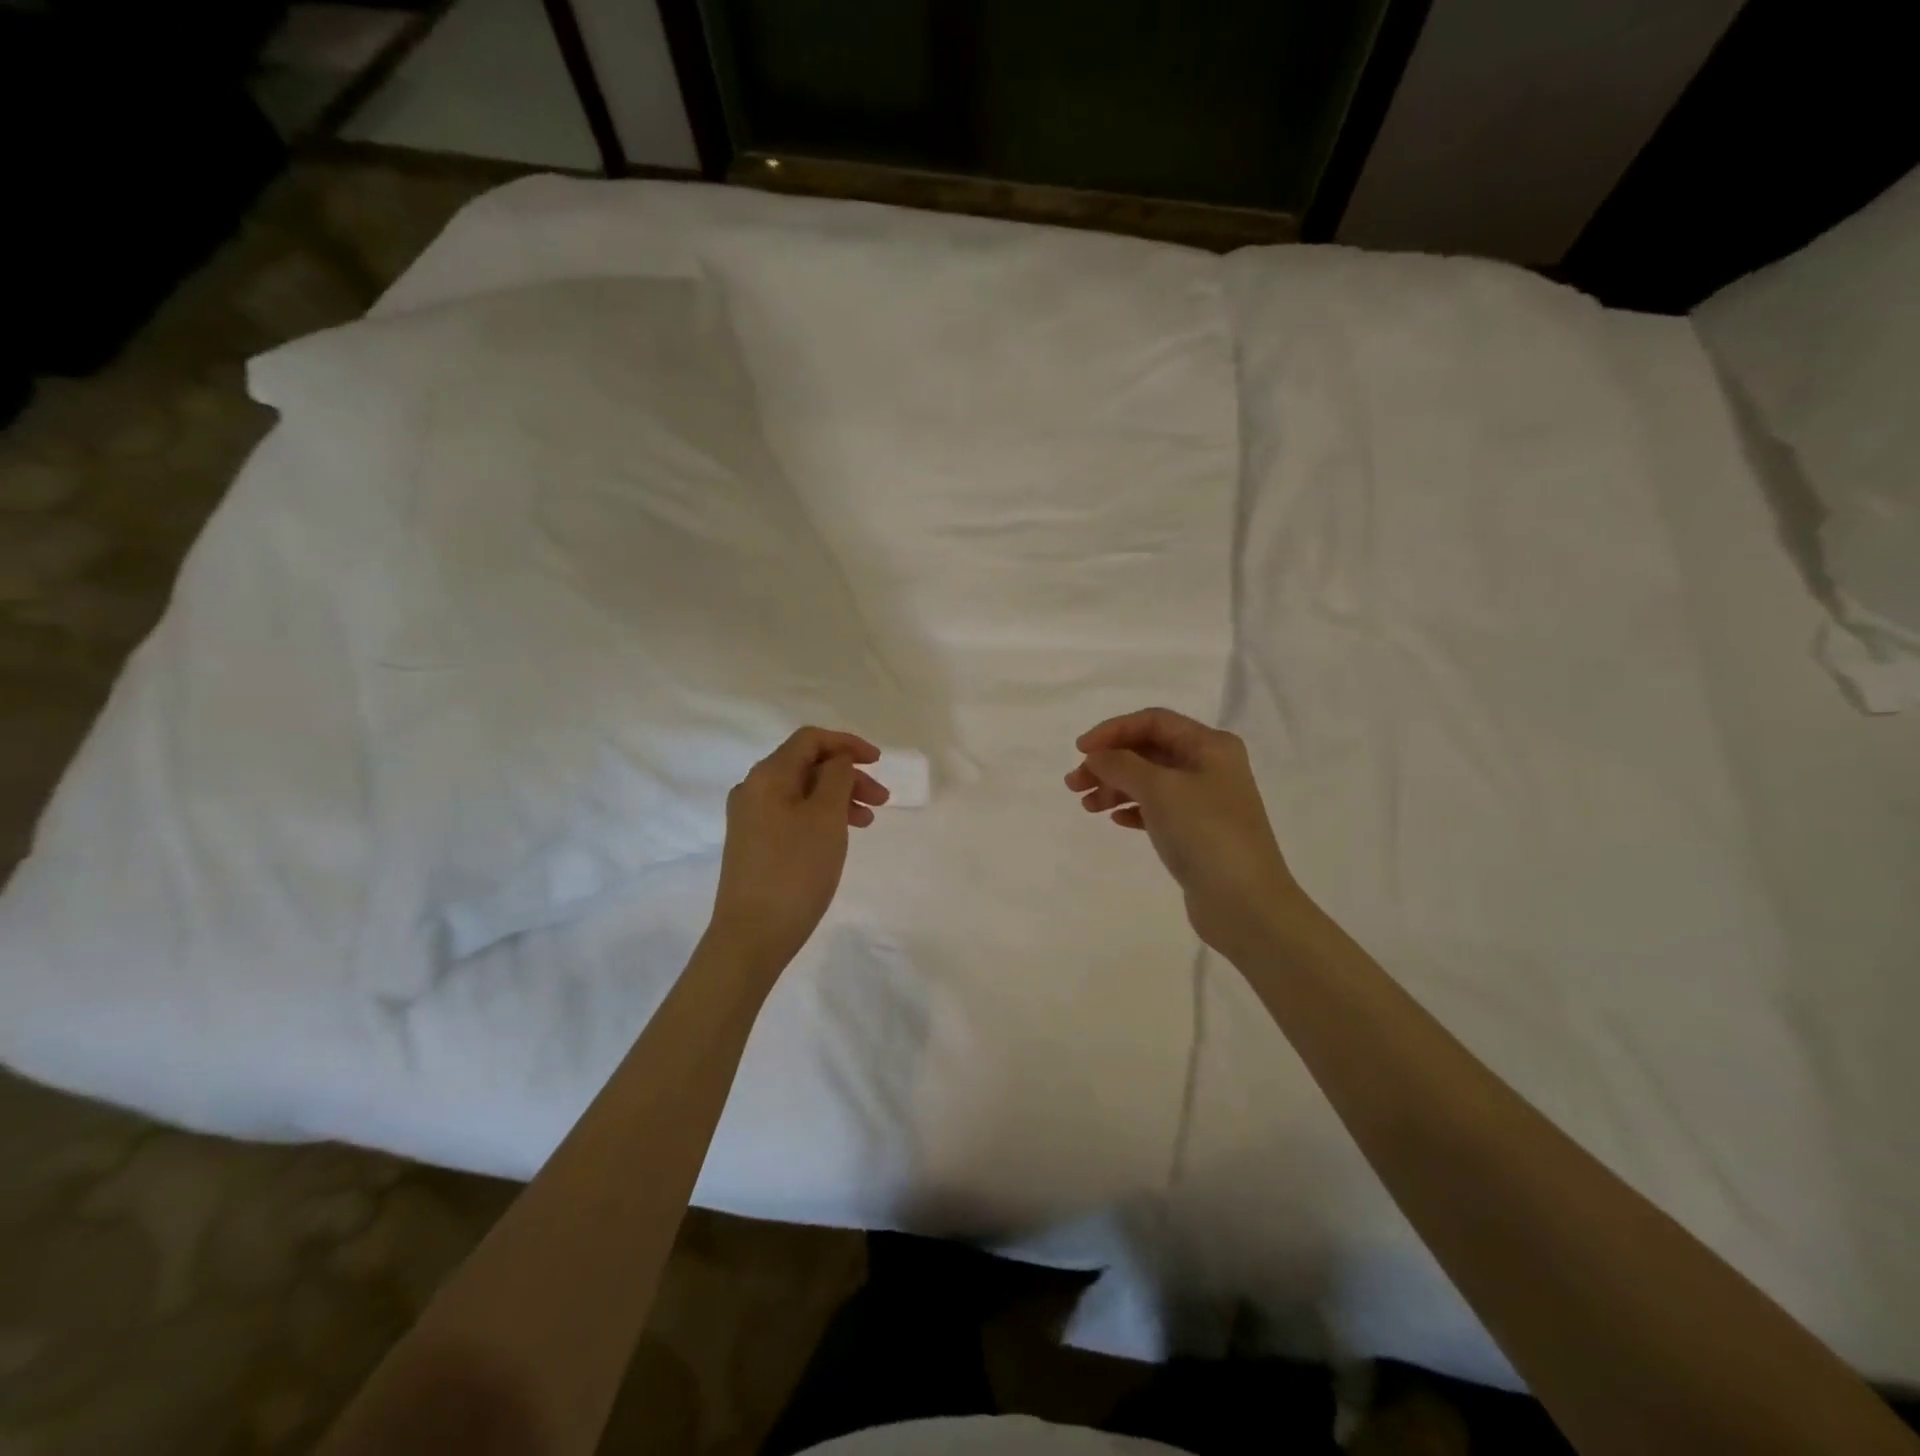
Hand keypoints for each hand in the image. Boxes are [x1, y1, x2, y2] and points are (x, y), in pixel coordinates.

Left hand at [708, 727, 889, 976]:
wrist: (752, 935)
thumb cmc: (795, 871)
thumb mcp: (825, 817)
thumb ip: (836, 777)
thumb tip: (837, 760)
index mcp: (767, 776)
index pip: (810, 740)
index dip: (847, 744)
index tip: (878, 762)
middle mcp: (753, 789)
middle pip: (807, 765)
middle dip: (848, 775)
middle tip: (882, 800)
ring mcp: (751, 818)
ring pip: (802, 792)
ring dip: (838, 798)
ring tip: (867, 821)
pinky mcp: (754, 844)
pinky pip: (793, 815)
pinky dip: (821, 816)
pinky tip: (839, 836)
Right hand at [1066, 707, 1302, 958]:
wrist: (1245, 903)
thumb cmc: (1205, 834)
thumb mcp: (1160, 789)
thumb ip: (1122, 765)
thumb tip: (1097, 756)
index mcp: (1210, 746)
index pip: (1153, 721)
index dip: (1113, 730)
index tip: (1080, 750)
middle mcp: (1210, 767)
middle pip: (1149, 751)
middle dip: (1109, 762)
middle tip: (1074, 784)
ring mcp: (1205, 801)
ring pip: (1150, 781)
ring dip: (1116, 787)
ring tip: (1087, 806)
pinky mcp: (1198, 832)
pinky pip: (1157, 809)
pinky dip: (1133, 809)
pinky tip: (1115, 821)